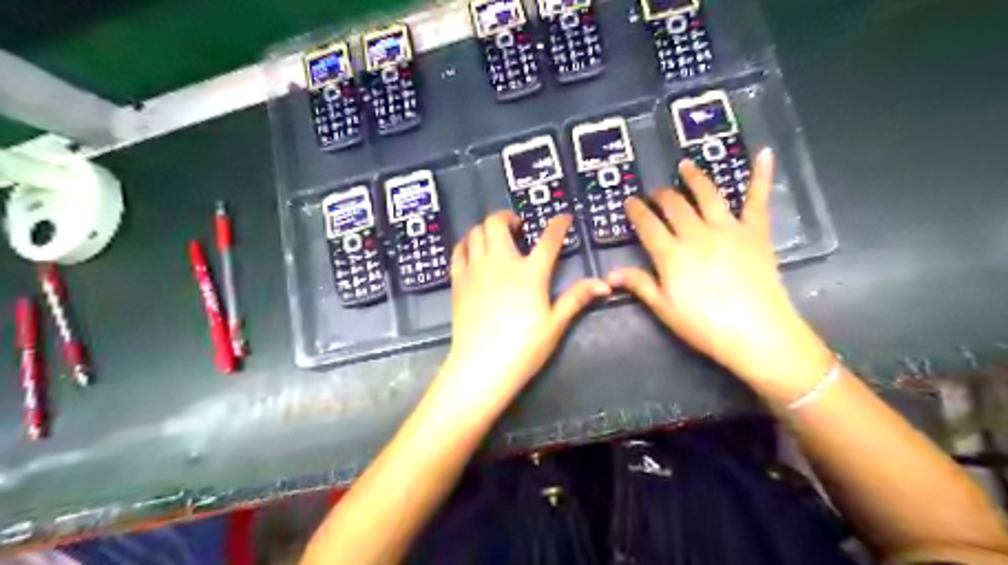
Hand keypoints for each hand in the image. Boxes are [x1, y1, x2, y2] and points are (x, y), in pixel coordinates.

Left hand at [441, 210, 610, 410]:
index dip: (558, 224)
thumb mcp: (555, 324)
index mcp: (530, 273)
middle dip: (508, 217)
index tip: (563, 219)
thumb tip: (604, 284)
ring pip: (476, 231)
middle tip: (518, 228)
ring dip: (487, 228)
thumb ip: (576, 298)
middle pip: (498, 223)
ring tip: (496, 239)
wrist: (482, 366)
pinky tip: (474, 251)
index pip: (548, 239)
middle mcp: (501, 262)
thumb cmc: (523, 348)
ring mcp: (476, 269)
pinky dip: (467, 243)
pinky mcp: (458, 280)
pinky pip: (458, 250)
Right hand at [611, 148, 830, 386]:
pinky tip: (764, 153)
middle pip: (674, 205)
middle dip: (661, 195)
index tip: (630, 202)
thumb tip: (611, 274)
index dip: (636, 211)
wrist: (757, 333)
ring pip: (707, 194)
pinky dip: (761, 175)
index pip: (647, 225)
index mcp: (671, 254)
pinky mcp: (756, 231)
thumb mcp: (664, 309)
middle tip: (655, 192)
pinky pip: (757, 199)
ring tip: (685, 166)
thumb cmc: (704, 326)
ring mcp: (727, 229)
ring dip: (694, 178)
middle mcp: (696, 233)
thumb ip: (640, 285)